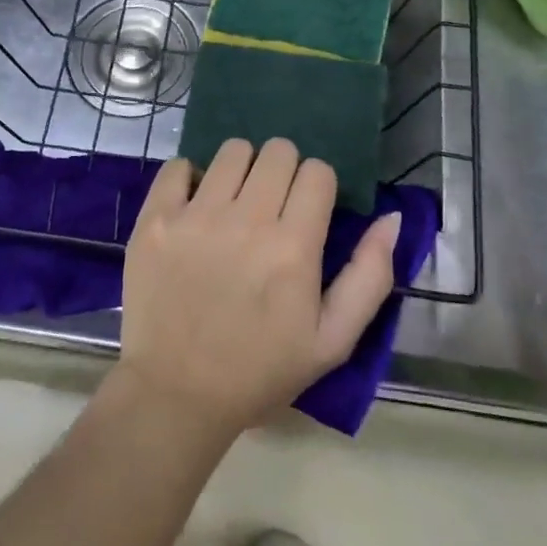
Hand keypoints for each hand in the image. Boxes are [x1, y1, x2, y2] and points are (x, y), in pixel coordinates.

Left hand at [116, 138, 400, 437]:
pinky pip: (178, 165)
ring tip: (236, 202)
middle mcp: (246, 220)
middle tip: (274, 205)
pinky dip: (191, 177)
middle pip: (278, 151)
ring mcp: (196, 216)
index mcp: (293, 248)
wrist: (176, 395)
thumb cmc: (259, 371)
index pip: (318, 172)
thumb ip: (370, 276)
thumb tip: (391, 218)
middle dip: (284, 171)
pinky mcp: (156, 218)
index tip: (308, 211)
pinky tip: (195, 205)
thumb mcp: (332, 341)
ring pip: (232, 150)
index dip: (318, 187)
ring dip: (242, 169)